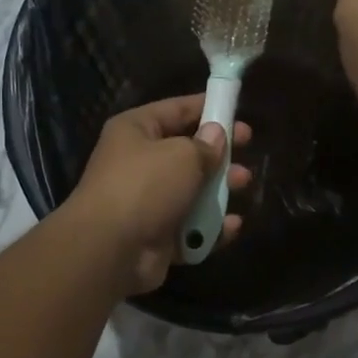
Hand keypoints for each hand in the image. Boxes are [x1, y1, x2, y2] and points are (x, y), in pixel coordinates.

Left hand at [65, 95, 252, 294]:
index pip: (175, 109)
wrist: (110, 250)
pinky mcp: (157, 235)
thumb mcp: (183, 156)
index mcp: (136, 131)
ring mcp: (147, 202)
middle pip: (186, 152)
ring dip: (219, 189)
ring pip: (192, 191)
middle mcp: (138, 163)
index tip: (236, 109)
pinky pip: (191, 227)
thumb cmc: (146, 186)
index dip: (206, 107)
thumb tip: (216, 135)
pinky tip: (231, 226)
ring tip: (243, 183)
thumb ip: (206, 144)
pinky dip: (211, 228)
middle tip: (247, 149)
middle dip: (218, 152)